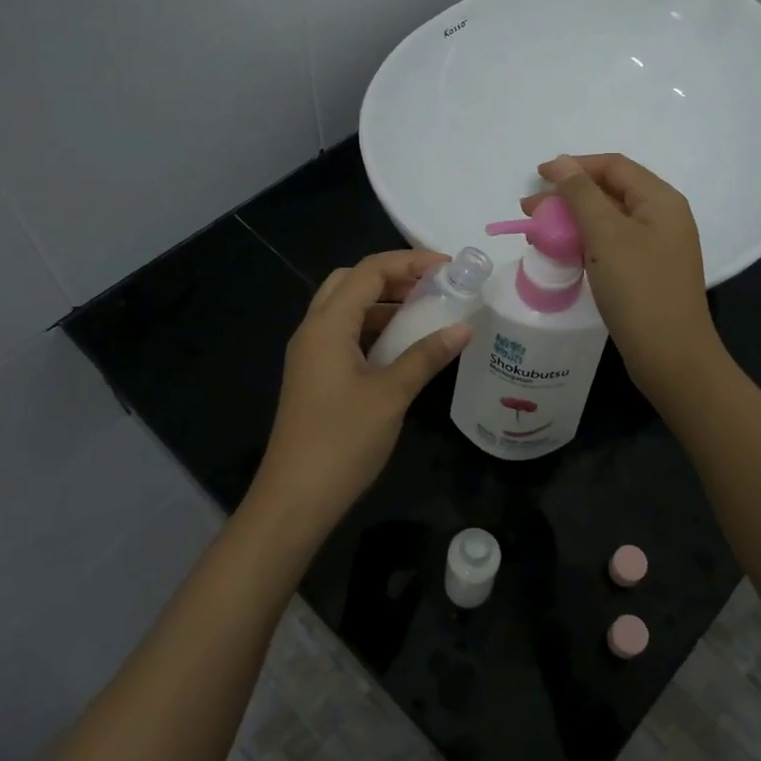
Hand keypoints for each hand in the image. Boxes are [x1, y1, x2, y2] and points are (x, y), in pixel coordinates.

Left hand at [252, 249, 472, 535]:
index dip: (409, 261)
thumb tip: (464, 328)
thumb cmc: (342, 441)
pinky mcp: (315, 376)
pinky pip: (345, 335)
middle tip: (433, 287)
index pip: (368, 271)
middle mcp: (313, 331)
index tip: (449, 268)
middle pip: (351, 282)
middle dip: (393, 276)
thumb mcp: (391, 395)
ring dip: (383, 303)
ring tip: (426, 312)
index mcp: (327, 326)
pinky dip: (374, 328)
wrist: (296, 498)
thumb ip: (426, 356)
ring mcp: (311, 355)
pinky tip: (403, 346)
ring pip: (346, 309)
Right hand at [525, 153, 723, 402]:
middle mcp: (663, 218)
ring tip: (538, 235)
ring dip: (572, 222)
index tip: (537, 177)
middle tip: (530, 211)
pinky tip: (562, 255)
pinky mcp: (647, 274)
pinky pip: (612, 247)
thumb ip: (581, 194)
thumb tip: (561, 163)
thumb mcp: (606, 235)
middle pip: (610, 192)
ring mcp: (657, 248)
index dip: (574, 165)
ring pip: (608, 222)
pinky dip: (585, 245)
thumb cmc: (639, 289)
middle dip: (568, 197)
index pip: (613, 166)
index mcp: (661, 200)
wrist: (671, 356)